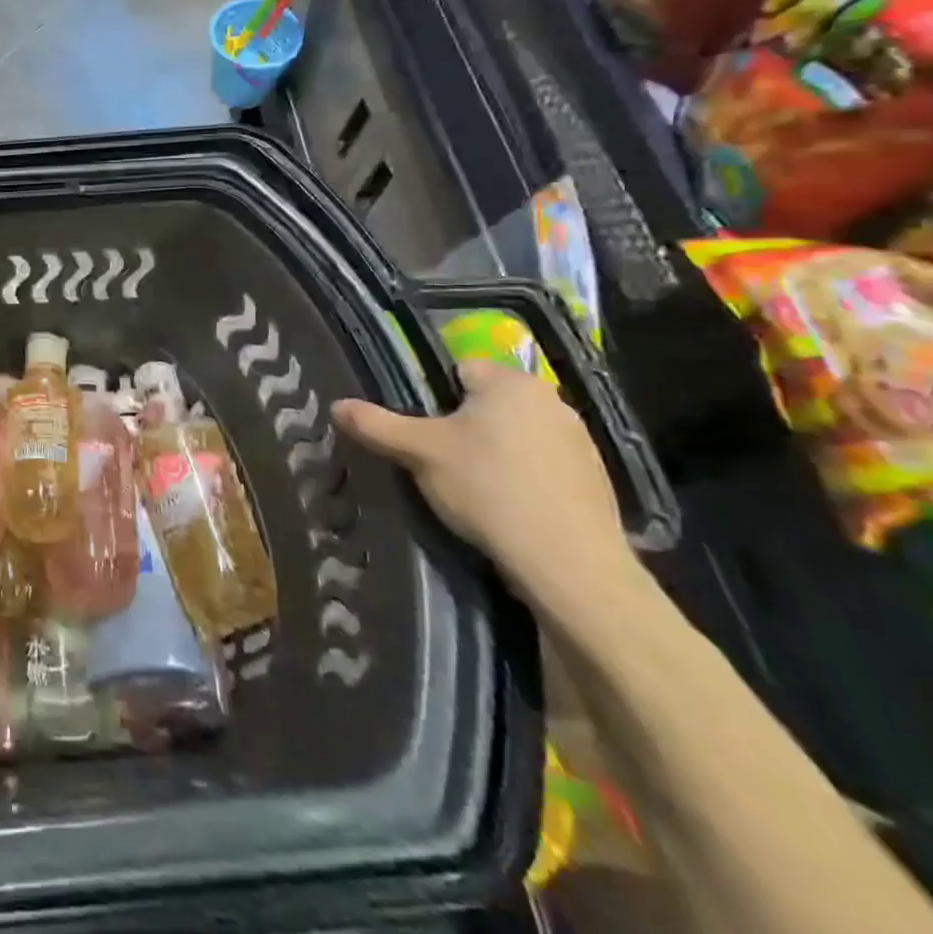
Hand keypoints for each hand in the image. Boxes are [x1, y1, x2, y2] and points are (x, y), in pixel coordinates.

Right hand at [332, 363, 635, 612]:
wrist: (569, 564)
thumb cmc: (487, 488)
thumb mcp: (418, 452)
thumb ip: (376, 424)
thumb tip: (336, 405)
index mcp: (510, 382)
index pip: (460, 369)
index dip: (433, 397)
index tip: (422, 430)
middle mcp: (551, 400)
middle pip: (488, 403)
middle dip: (464, 425)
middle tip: (439, 459)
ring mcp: (580, 440)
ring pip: (516, 435)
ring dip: (495, 451)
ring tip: (472, 487)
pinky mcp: (596, 480)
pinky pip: (543, 466)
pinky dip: (523, 477)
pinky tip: (508, 506)